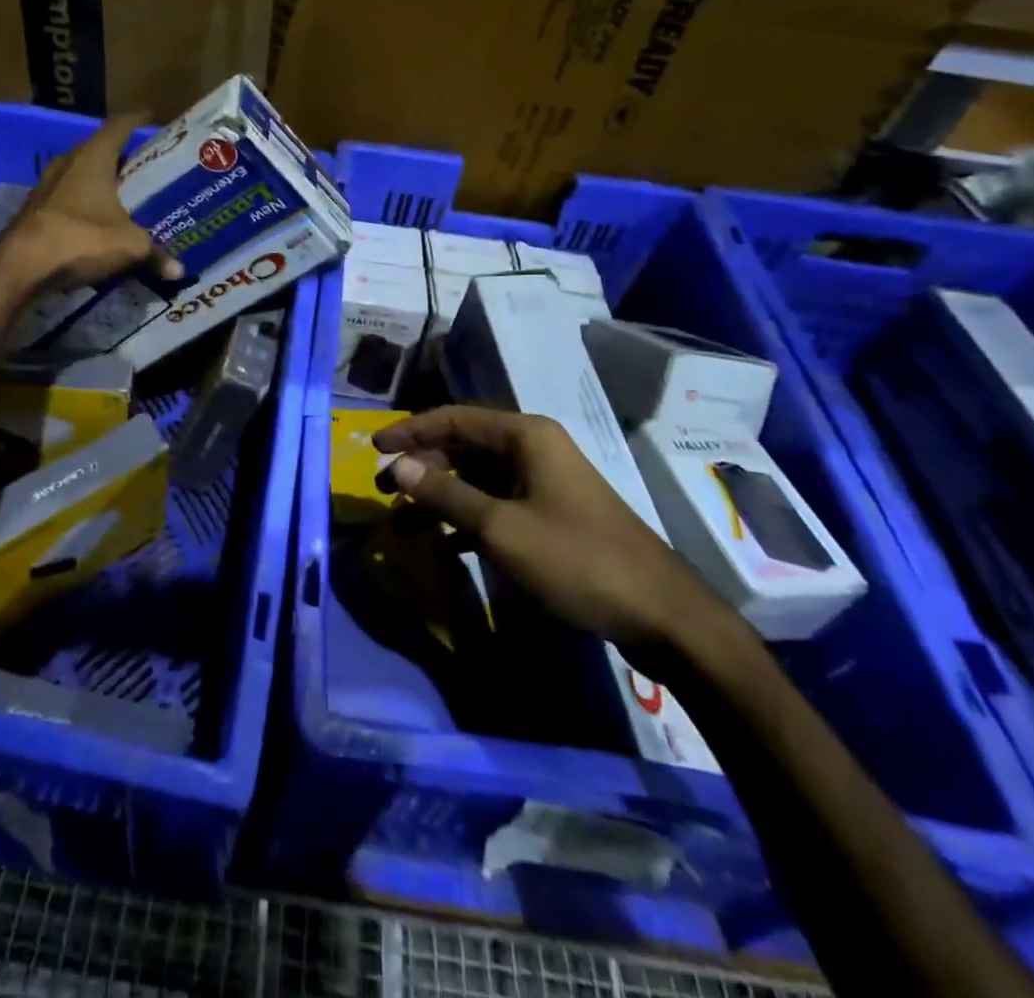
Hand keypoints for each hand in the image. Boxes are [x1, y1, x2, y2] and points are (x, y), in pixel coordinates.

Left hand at [0, 114, 184, 291]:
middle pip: (97, 150)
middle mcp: (67, 163)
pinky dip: (82, 204)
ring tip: (122, 194)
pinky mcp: (33, 209)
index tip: (150, 120)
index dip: (136, 122)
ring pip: (78, 175)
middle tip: (143, 166)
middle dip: (119, 157)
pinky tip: (95, 220)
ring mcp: (45, 185)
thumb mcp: (129, 246)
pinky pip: (65, 198)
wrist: (23, 266)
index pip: (118, 127)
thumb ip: (155, 253)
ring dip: (97, 182)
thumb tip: (178, 270)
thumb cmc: (83, 239)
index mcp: (93, 157)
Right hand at [373, 406, 730, 649]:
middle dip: (421, 467)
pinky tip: (440, 543)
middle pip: (463, 446)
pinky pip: (494, 503)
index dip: (410, 430)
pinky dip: (464, 518)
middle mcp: (532, 449)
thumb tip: (396, 465)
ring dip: (439, 496)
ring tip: (402, 523)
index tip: (373, 447)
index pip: (453, 418)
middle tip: (382, 491)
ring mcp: (542, 482)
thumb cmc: (576, 559)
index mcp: (525, 436)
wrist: (661, 613)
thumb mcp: (501, 528)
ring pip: (476, 477)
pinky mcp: (549, 514)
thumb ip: (445, 493)